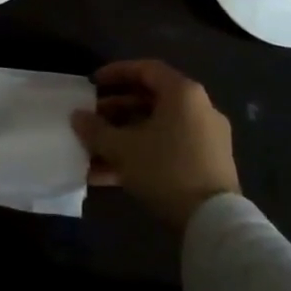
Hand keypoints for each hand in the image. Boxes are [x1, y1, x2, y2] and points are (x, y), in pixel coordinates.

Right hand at [72, 59, 239, 231]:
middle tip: (92, 119)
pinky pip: (167, 150)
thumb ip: (96, 130)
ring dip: (124, 137)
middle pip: (151, 100)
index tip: (93, 83)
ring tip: (94, 150)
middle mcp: (199, 109)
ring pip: (156, 129)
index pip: (146, 69)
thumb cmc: (166, 169)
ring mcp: (205, 139)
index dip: (116, 73)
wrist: (214, 222)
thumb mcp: (123, 148)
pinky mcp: (207, 165)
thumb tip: (77, 116)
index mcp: (183, 94)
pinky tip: (109, 175)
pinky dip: (141, 155)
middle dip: (116, 110)